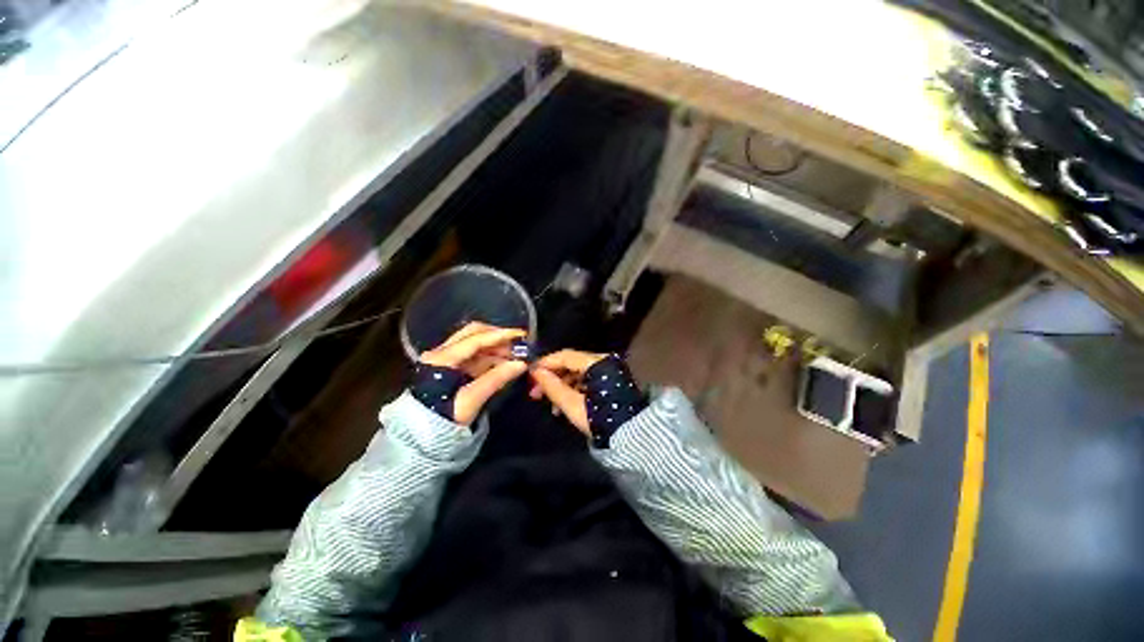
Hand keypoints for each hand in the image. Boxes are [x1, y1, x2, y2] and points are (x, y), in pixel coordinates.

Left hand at [419, 322, 527, 424]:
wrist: (421, 438)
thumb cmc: (443, 418)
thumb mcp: (470, 400)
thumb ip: (496, 379)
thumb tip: (521, 364)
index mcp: (442, 358)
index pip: (475, 338)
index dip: (500, 335)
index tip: (521, 335)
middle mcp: (441, 352)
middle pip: (473, 333)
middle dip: (497, 336)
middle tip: (518, 342)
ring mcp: (445, 359)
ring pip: (474, 344)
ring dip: (495, 347)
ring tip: (515, 355)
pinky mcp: (450, 368)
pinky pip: (474, 356)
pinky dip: (490, 356)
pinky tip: (504, 363)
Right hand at [528, 349, 606, 435]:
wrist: (632, 436)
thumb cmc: (600, 419)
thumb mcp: (572, 404)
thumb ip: (553, 386)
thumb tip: (535, 372)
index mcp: (597, 362)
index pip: (565, 356)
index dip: (545, 363)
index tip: (530, 374)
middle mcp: (604, 360)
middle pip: (571, 363)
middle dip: (552, 377)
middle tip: (535, 392)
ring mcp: (609, 370)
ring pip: (578, 372)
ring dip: (562, 385)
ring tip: (550, 405)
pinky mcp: (611, 380)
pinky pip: (587, 379)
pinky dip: (574, 389)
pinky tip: (564, 405)